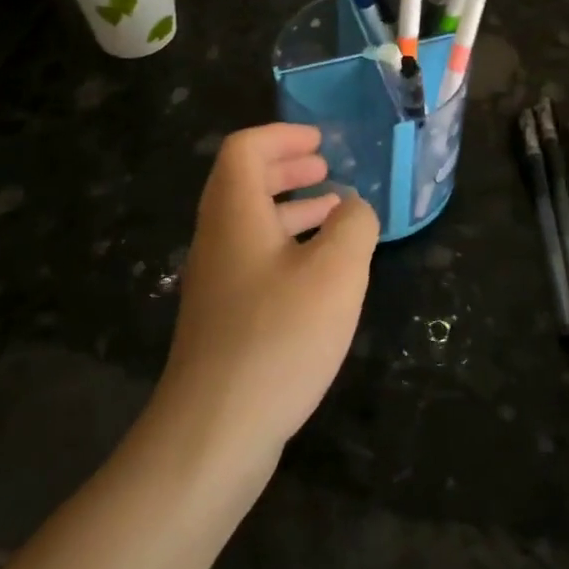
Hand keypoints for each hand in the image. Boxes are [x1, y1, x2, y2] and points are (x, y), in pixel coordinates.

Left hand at [157, 124, 379, 464]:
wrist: (214, 433)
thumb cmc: (278, 337)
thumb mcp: (336, 272)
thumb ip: (354, 225)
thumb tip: (353, 208)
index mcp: (235, 214)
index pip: (244, 149)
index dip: (281, 135)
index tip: (320, 141)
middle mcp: (217, 239)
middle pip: (243, 182)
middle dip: (286, 168)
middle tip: (325, 168)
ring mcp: (216, 282)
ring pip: (250, 223)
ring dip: (291, 208)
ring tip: (334, 213)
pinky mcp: (223, 319)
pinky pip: (255, 260)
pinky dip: (287, 247)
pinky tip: (321, 274)